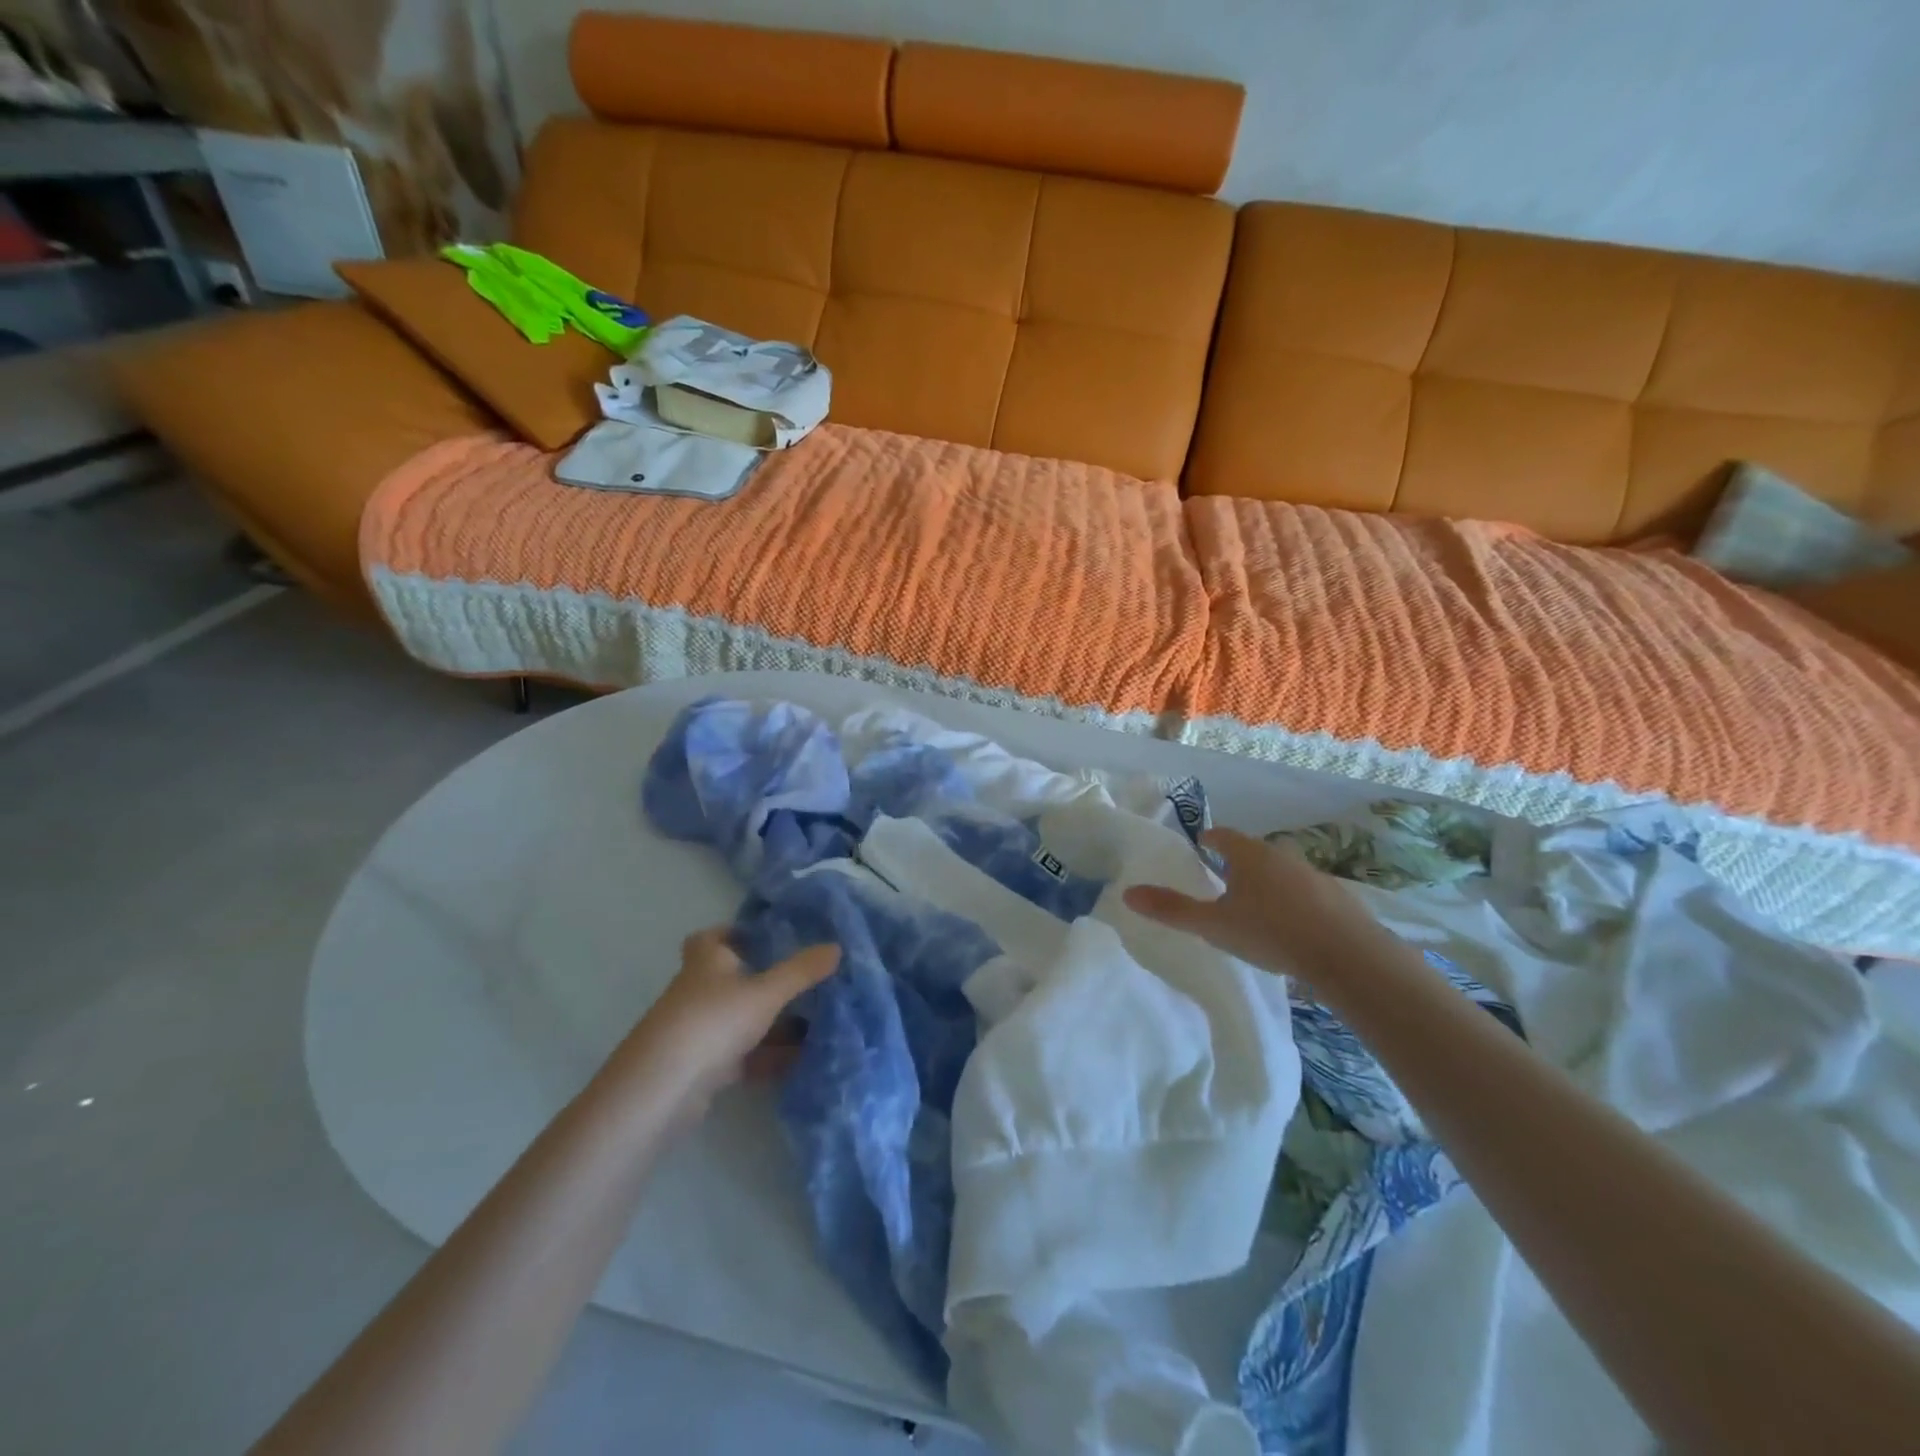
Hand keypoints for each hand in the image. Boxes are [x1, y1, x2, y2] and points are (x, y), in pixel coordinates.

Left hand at [620, 929, 839, 1126]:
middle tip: (807, 980)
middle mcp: (699, 992)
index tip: (767, 937)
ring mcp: (699, 1031)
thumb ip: (801, 971)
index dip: (735, 933)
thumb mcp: (765, 992)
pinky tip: (801, 1062)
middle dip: (767, 981)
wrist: (663, 1089)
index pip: (712, 937)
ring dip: (773, 1023)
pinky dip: (768, 1056)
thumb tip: (837, 946)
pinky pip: (743, 1055)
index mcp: (706, 962)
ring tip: (817, 1023)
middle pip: (732, 980)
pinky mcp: (703, 1068)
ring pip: (741, 1020)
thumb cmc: (713, 1022)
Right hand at [1122, 827, 1365, 975]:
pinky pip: (1306, 893)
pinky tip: (1290, 926)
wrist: (1347, 955)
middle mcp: (1281, 856)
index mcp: (1249, 855)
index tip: (1200, 847)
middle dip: (1237, 863)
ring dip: (1267, 883)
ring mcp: (1313, 876)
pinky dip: (1293, 902)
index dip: (1209, 840)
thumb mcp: (1214, 924)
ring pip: (1281, 872)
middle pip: (1253, 852)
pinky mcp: (1337, 899)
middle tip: (1221, 880)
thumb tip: (1129, 894)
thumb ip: (1172, 910)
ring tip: (1254, 906)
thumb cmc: (1270, 932)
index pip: (1223, 836)